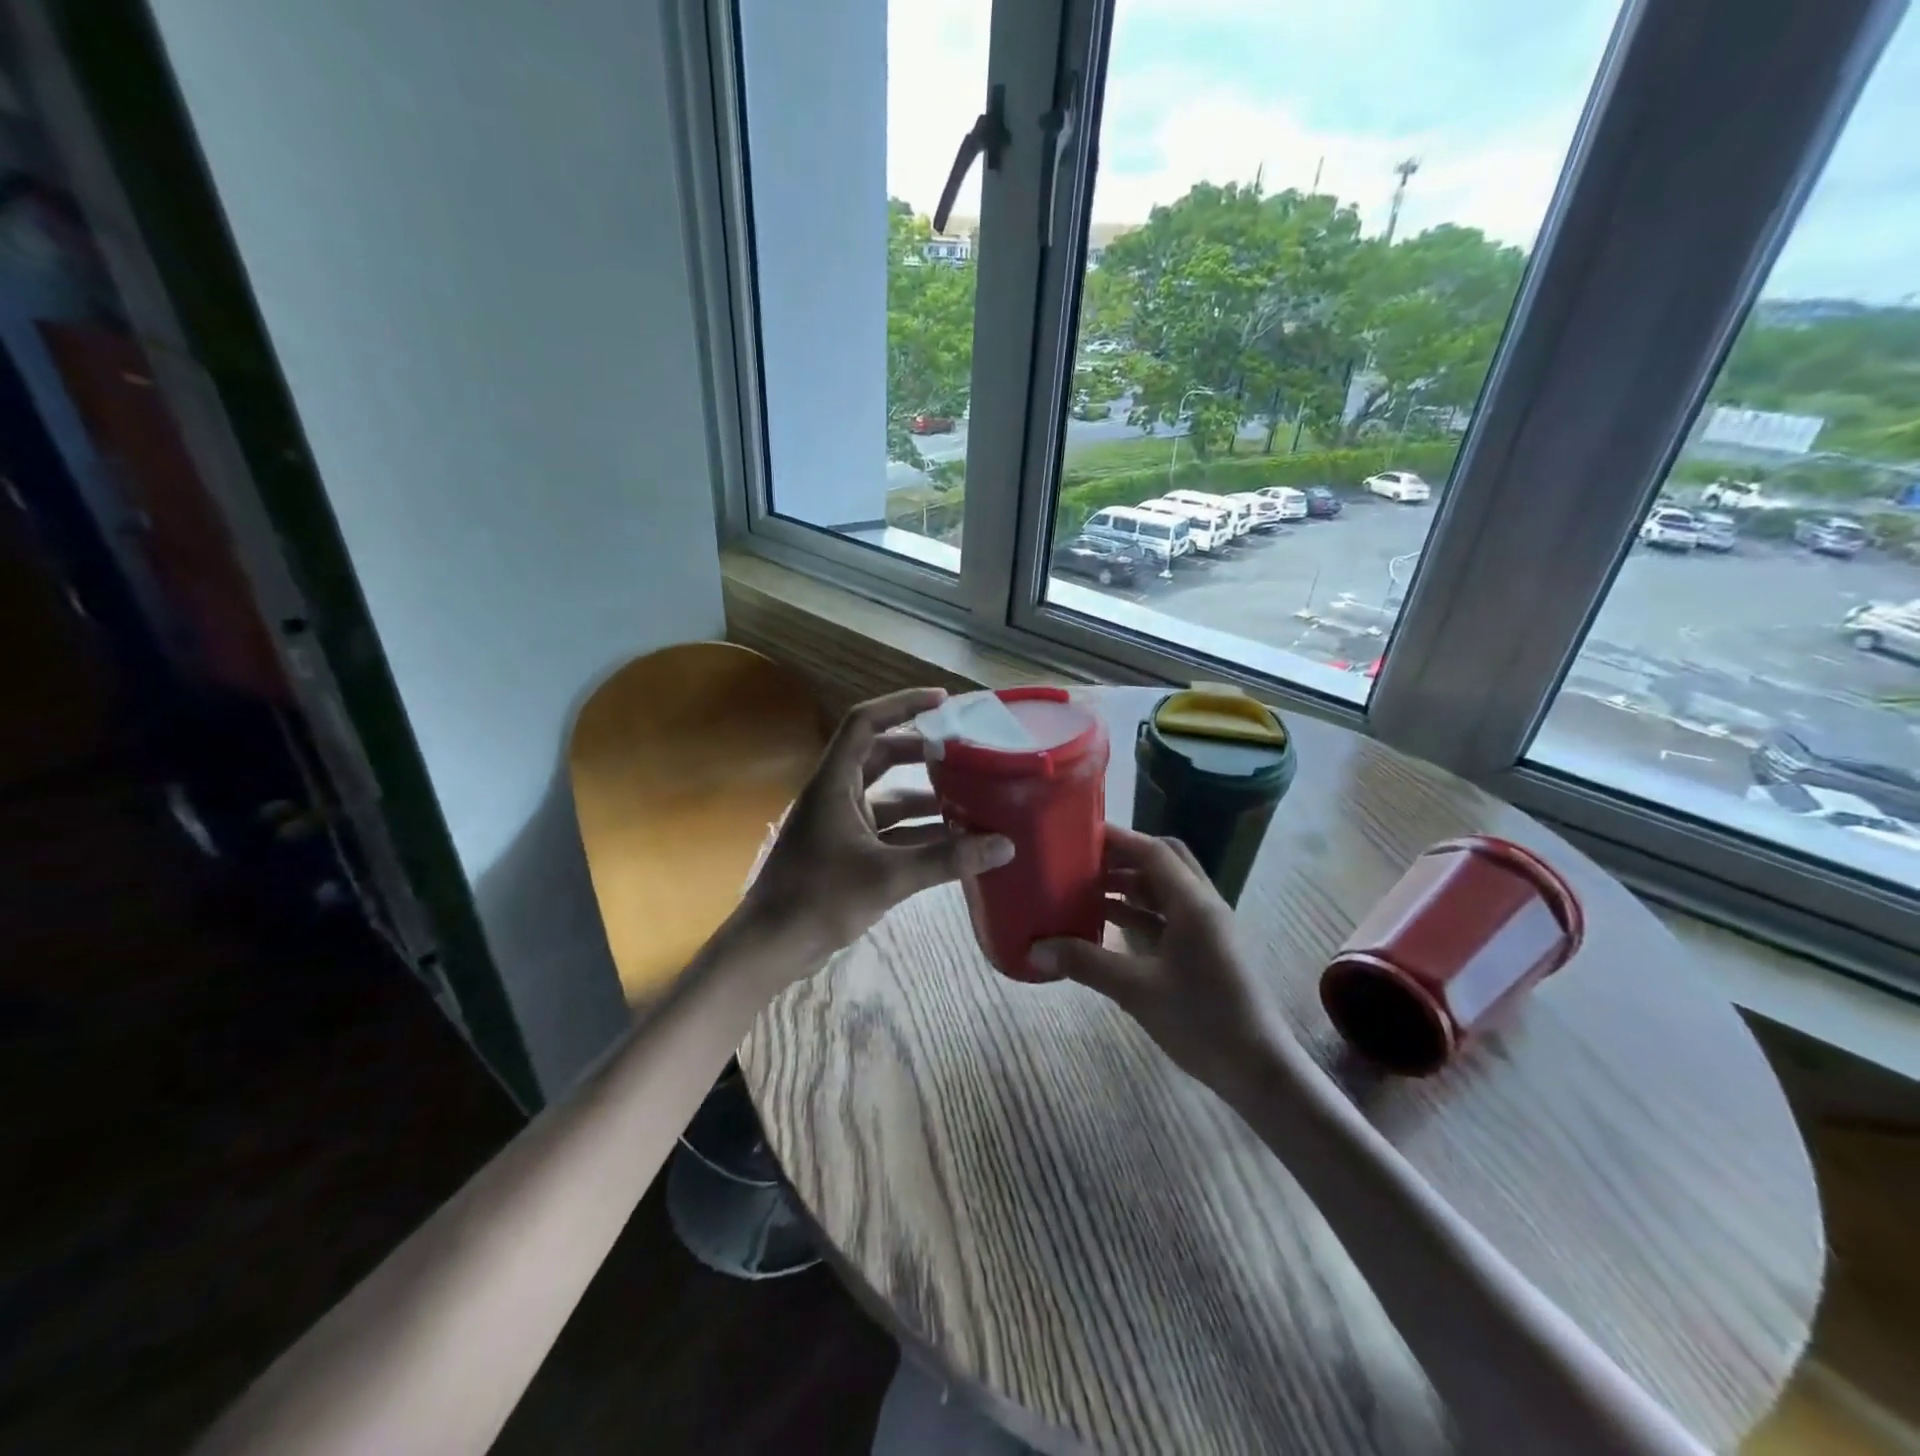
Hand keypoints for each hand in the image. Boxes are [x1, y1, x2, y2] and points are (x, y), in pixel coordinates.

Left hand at [739, 688, 1013, 977]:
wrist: (770, 948)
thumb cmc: (819, 899)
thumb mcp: (888, 876)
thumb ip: (947, 860)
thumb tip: (1004, 845)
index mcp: (834, 783)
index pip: (865, 722)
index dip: (902, 704)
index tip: (943, 700)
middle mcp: (836, 794)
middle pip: (881, 756)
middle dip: (921, 751)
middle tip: (963, 750)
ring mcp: (839, 824)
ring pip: (887, 797)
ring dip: (924, 796)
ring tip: (969, 796)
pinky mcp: (845, 852)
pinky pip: (887, 830)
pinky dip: (916, 830)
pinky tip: (952, 840)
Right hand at [1030, 826, 1295, 1094]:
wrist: (1259, 1071)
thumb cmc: (1203, 1022)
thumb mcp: (1137, 991)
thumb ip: (1086, 964)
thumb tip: (1034, 949)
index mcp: (1194, 904)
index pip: (1152, 851)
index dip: (1116, 839)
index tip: (1077, 834)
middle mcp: (1203, 906)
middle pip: (1162, 862)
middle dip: (1122, 858)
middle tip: (1081, 862)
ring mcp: (1206, 929)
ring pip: (1164, 890)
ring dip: (1129, 886)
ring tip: (1084, 891)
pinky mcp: (1205, 950)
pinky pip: (1167, 917)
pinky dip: (1138, 914)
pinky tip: (1107, 928)